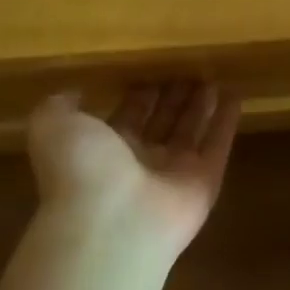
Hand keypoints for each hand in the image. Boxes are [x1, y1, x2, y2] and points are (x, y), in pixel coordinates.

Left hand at [26, 82, 239, 256]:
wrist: (111, 222)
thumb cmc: (81, 170)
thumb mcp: (53, 127)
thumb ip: (59, 107)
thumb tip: (72, 93)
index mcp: (104, 150)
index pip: (128, 116)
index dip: (140, 94)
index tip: (153, 66)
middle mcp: (139, 162)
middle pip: (162, 122)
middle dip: (173, 97)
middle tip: (189, 67)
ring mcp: (174, 175)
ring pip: (191, 132)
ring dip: (201, 105)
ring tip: (213, 76)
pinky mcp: (204, 182)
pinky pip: (218, 145)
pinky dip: (227, 121)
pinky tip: (236, 94)